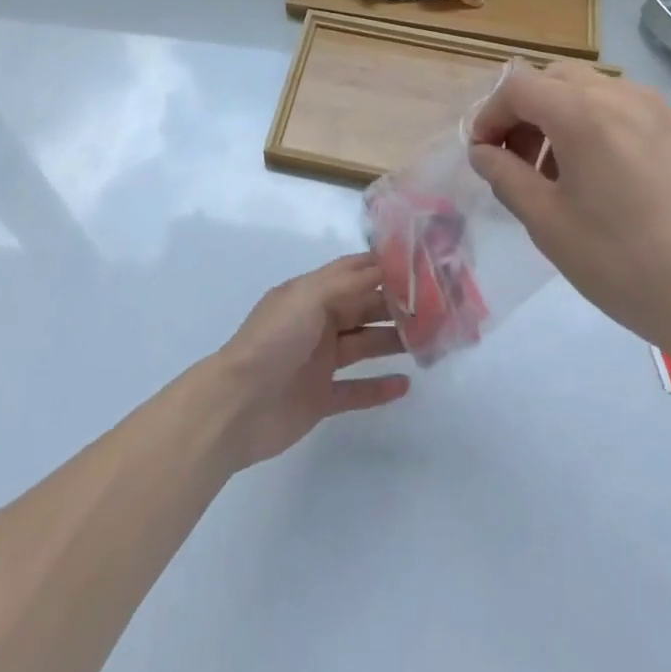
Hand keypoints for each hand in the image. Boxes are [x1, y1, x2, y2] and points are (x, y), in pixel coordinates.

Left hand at [214, 254, 410, 469]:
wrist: (236, 406)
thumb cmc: (272, 342)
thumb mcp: (308, 298)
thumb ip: (347, 283)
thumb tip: (383, 265)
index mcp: (311, 294)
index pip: (352, 273)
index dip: (382, 268)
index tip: (420, 265)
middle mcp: (317, 323)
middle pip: (363, 308)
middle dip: (395, 306)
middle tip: (435, 308)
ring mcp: (319, 362)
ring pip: (364, 345)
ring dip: (392, 342)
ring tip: (428, 343)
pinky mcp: (321, 398)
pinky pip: (356, 390)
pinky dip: (379, 387)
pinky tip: (405, 385)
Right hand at [467, 63, 670, 354]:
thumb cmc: (623, 263)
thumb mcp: (548, 224)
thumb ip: (505, 176)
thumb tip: (483, 151)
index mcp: (582, 113)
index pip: (518, 86)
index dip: (490, 113)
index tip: (484, 152)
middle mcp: (624, 95)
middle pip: (559, 78)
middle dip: (529, 110)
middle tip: (523, 159)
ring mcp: (667, 110)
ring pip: (601, 92)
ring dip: (570, 118)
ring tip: (571, 173)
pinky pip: (639, 113)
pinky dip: (612, 130)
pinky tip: (622, 181)